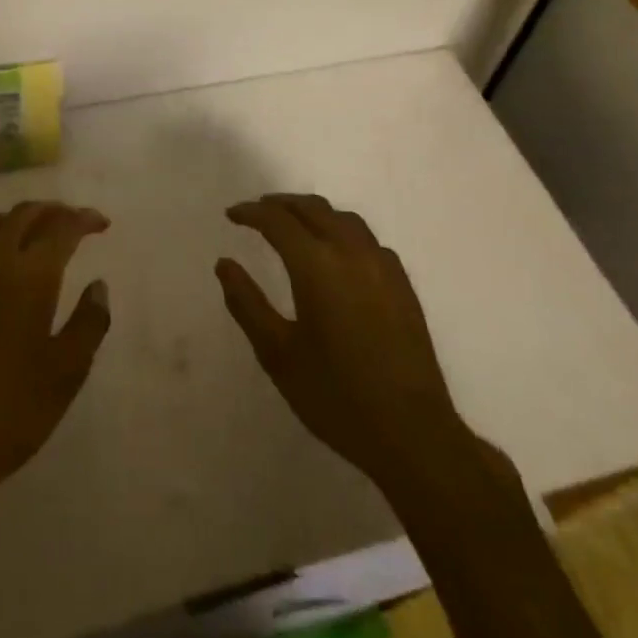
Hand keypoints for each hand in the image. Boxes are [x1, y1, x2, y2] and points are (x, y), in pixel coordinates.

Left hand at [0, 202, 111, 508]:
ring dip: (14, 221)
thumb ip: (90, 321)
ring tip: (28, 239)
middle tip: (71, 224)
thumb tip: (97, 285)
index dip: (84, 219)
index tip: (101, 224)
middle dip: (52, 212)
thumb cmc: (13, 410)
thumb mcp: (68, 371)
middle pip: (24, 214)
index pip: (62, 227)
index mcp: (31, 274)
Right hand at [217, 194, 471, 494]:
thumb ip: (247, 304)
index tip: (231, 215)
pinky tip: (336, 251)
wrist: (413, 433)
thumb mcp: (278, 355)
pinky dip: (341, 229)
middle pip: (312, 208)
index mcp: (317, 265)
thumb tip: (224, 264)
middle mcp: (351, 252)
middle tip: (257, 212)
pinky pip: (366, 238)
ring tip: (293, 223)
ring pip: (343, 218)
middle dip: (280, 204)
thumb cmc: (336, 396)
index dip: (251, 212)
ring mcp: (382, 265)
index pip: (278, 221)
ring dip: (312, 212)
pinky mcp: (402, 283)